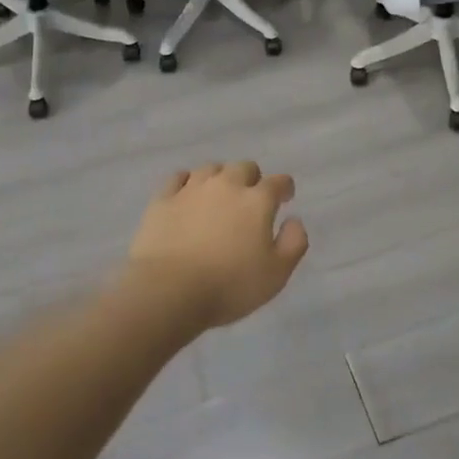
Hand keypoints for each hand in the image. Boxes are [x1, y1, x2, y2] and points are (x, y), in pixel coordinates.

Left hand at [126, 162, 309, 331]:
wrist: (169, 290)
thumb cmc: (229, 285)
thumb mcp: (276, 274)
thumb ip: (294, 243)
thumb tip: (294, 220)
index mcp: (257, 200)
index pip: (278, 182)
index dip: (285, 187)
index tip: (285, 197)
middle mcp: (226, 184)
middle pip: (244, 167)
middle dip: (252, 179)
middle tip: (250, 199)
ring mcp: (192, 188)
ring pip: (211, 168)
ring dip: (220, 178)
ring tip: (219, 196)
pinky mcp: (164, 198)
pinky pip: (178, 178)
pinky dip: (187, 182)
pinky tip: (187, 194)